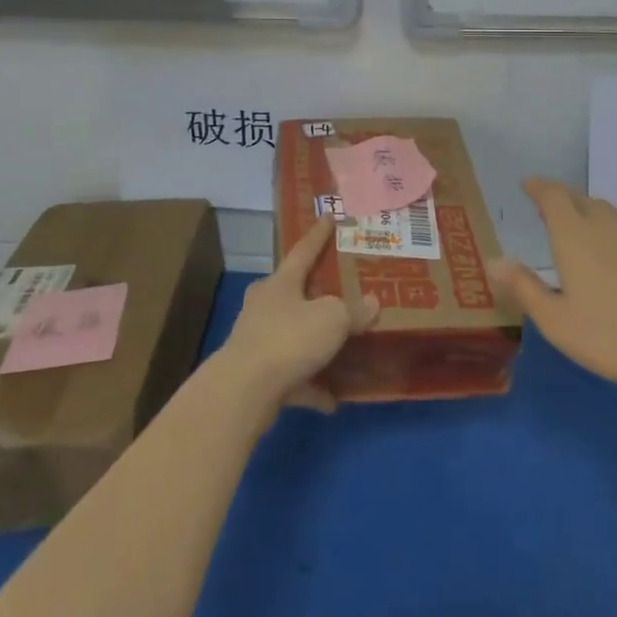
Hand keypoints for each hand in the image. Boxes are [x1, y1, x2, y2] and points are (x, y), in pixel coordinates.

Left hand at [221, 217, 378, 413]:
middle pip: (294, 292)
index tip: (328, 216)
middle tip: (339, 290)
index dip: (318, 234)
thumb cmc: (289, 339)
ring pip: (292, 334)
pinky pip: (292, 375)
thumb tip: (372, 303)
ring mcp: (257, 340)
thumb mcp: (332, 319)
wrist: (243, 391)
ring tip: (342, 349)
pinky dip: (311, 384)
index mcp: (281, 282)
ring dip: (314, 342)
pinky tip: (332, 399)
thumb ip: (354, 310)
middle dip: (314, 292)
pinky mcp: (256, 375)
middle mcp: (265, 305)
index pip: (303, 250)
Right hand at [491, 179, 616, 398]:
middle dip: (561, 198)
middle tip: (547, 208)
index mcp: (574, 234)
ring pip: (607, 213)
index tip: (527, 184)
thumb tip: (494, 260)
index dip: (538, 186)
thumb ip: (524, 288)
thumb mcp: (558, 322)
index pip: (552, 195)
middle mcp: (606, 224)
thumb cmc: (615, 336)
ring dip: (589, 213)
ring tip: (580, 230)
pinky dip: (614, 232)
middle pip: (580, 198)